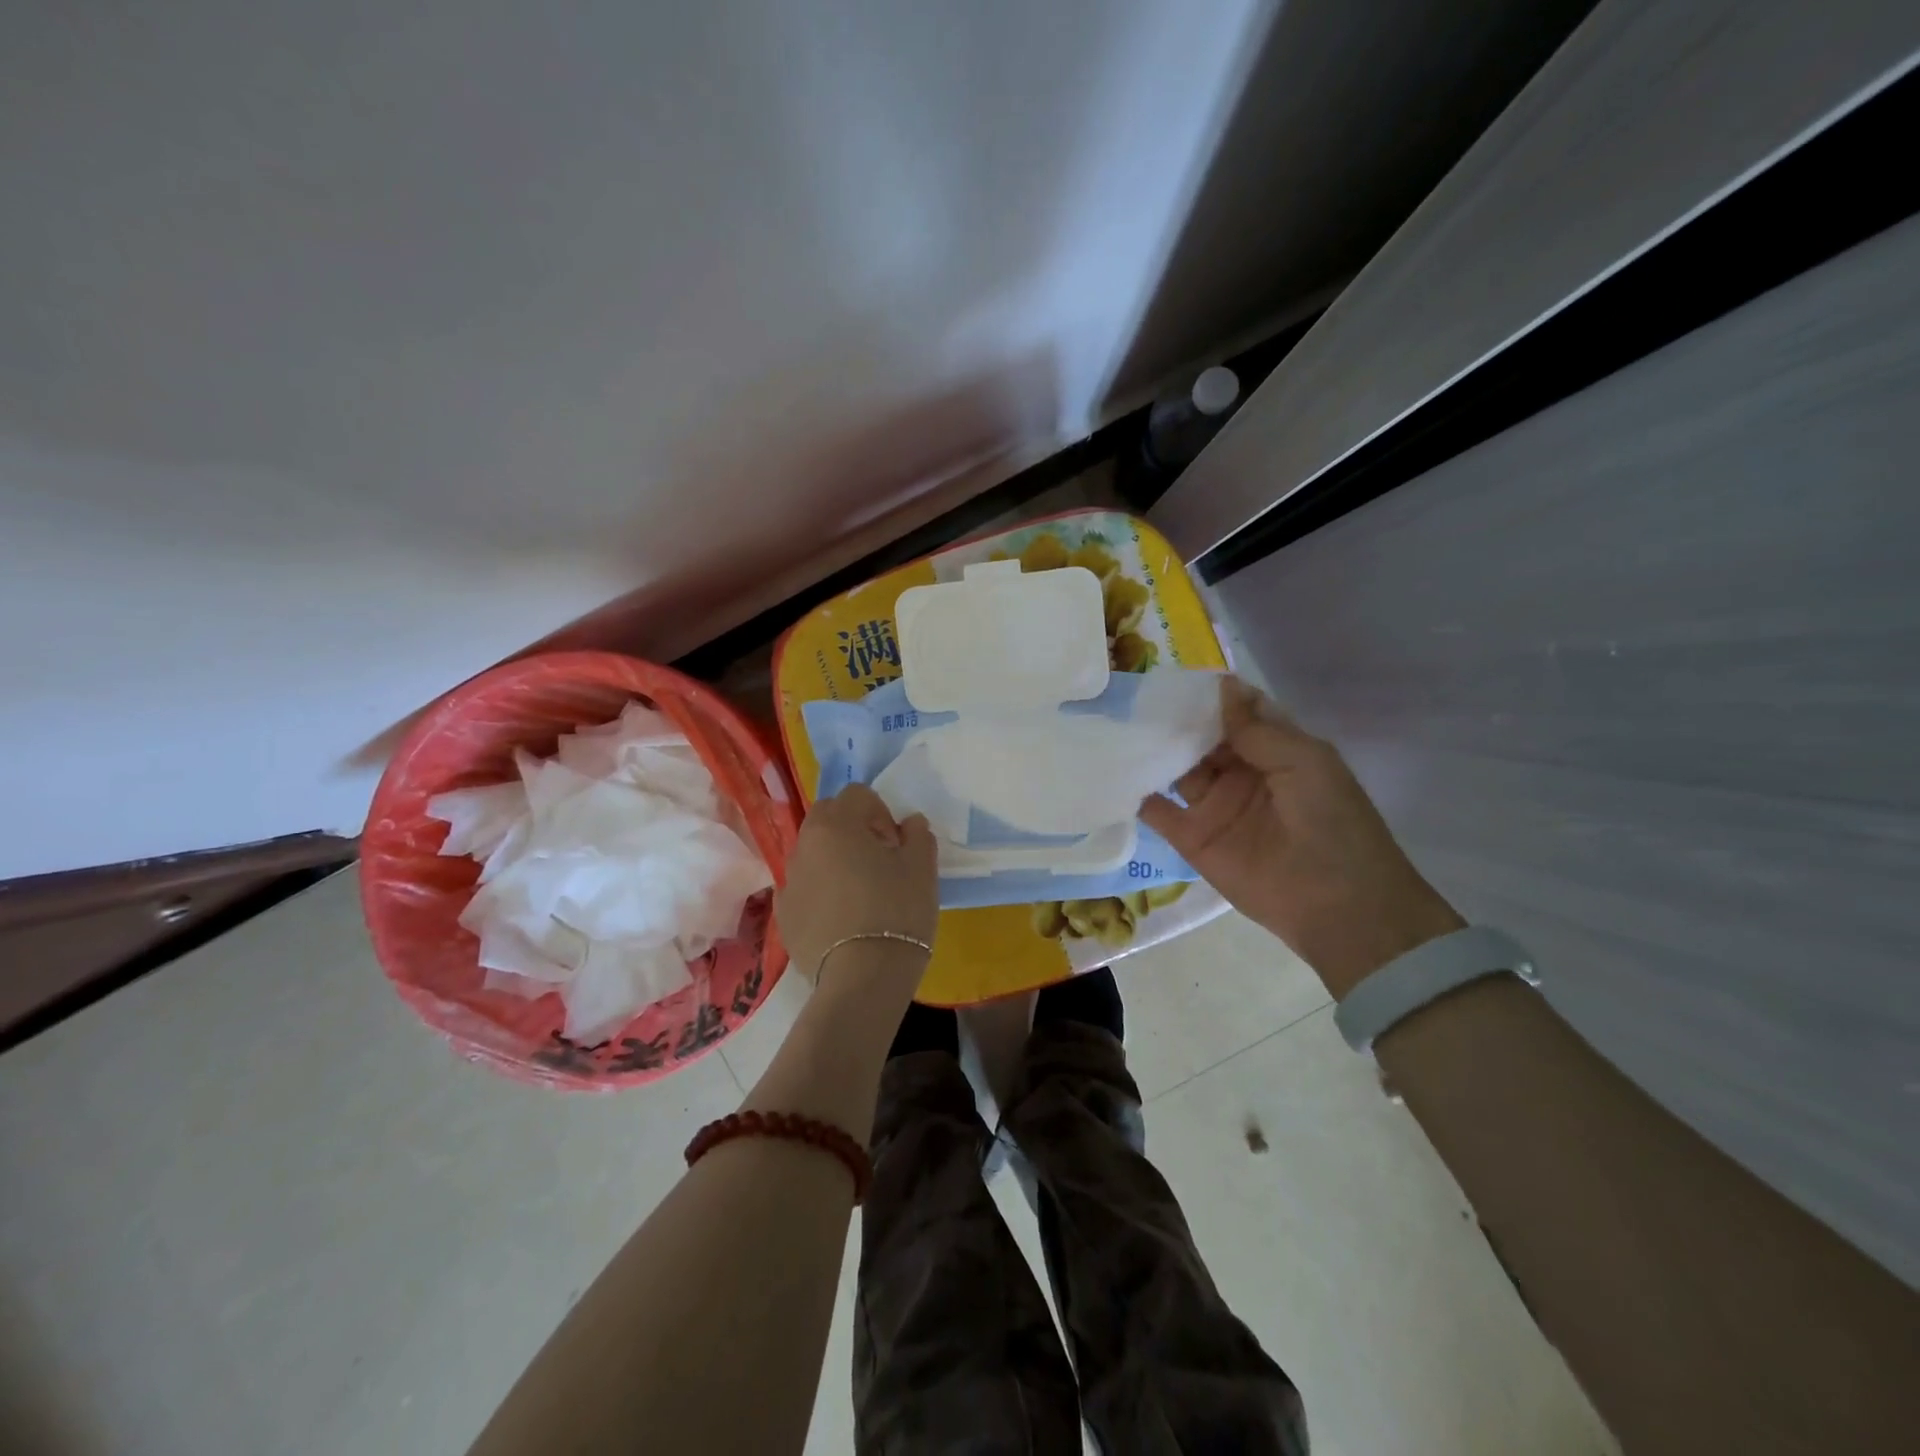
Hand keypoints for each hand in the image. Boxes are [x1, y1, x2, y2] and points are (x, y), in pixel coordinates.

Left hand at [775, 784, 937, 986]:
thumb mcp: (922, 868)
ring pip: (813, 853)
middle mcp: (805, 844)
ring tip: (859, 892)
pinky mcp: (783, 915)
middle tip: (877, 860)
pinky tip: (840, 917)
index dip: (881, 813)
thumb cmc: (897, 911)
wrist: (862, 978)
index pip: (858, 794)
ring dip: (834, 859)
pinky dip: (819, 891)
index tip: (896, 844)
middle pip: (828, 817)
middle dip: (852, 828)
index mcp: (837, 824)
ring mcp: (788, 880)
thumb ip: (918, 835)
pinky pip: (803, 887)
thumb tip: (909, 823)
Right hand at [1141, 677, 1462, 996]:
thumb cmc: (1331, 822)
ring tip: (1117, 723)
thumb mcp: (1304, 761)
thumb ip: (1256, 728)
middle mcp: (1241, 773)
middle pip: (1201, 738)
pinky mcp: (1191, 838)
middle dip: (1174, 718)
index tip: (1175, 674)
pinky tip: (1113, 768)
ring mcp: (1213, 805)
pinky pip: (1157, 811)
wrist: (1336, 904)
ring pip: (1176, 768)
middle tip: (1136, 695)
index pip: (1236, 714)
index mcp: (1275, 751)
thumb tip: (1222, 684)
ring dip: (1152, 748)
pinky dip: (1136, 792)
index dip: (1211, 695)